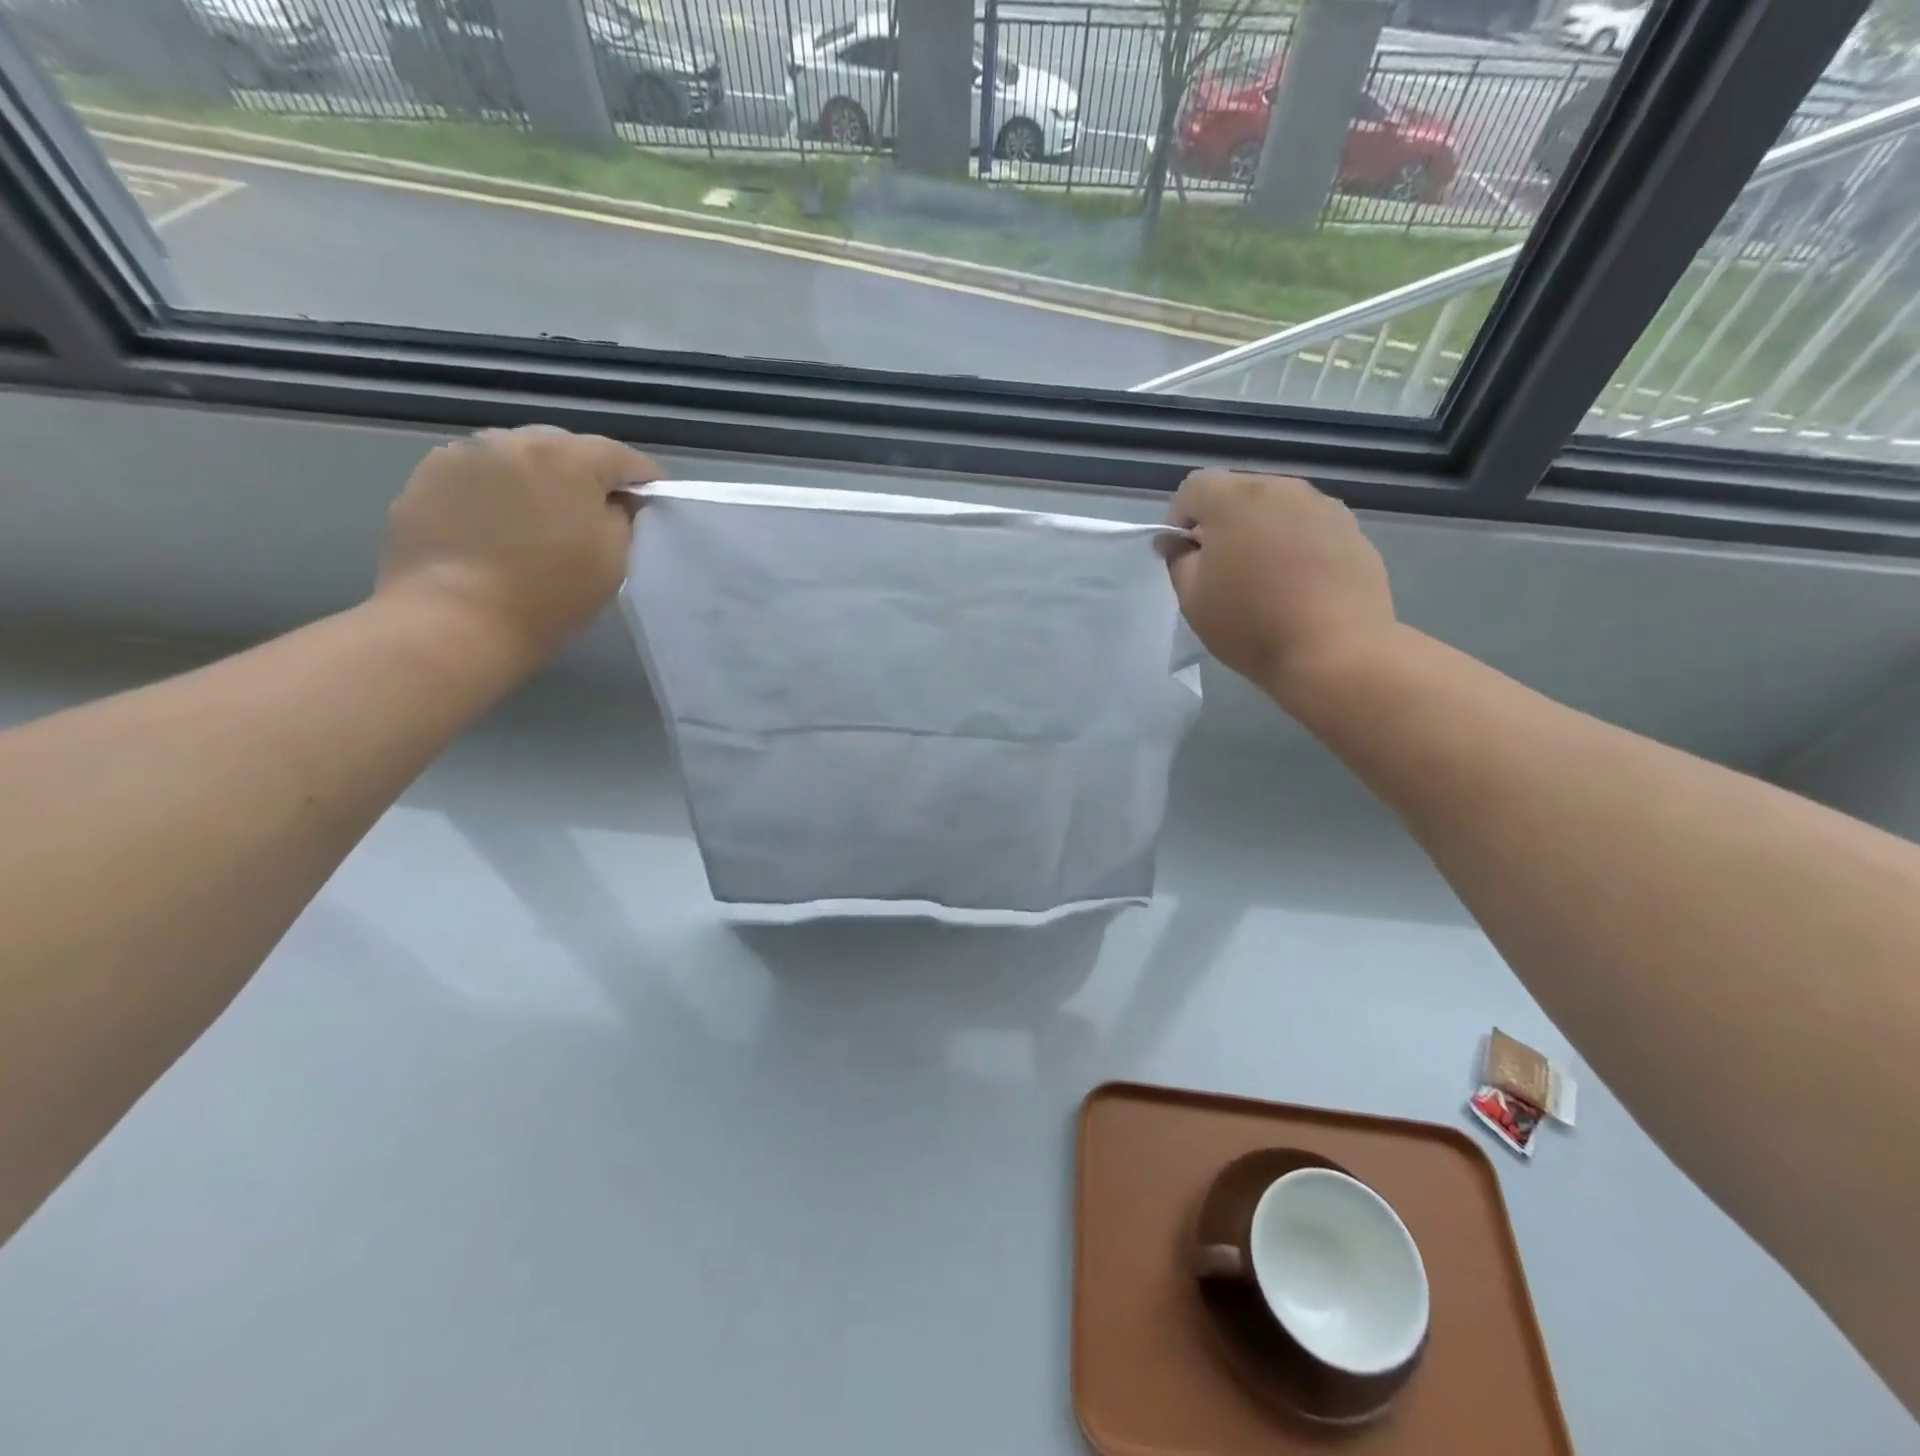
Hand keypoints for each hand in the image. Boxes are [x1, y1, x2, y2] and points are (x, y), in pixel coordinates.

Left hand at [376, 426, 660, 663]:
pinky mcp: (426, 478)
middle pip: (564, 448)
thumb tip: (617, 500)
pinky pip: (477, 476)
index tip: (653, 500)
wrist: (454, 619)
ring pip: (516, 457)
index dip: (644, 479)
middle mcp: (512, 441)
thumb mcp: (613, 558)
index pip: (621, 457)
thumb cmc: (550, 593)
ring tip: (541, 517)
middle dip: (585, 474)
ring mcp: (461, 455)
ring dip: (536, 479)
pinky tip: (497, 528)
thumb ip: (623, 516)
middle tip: (596, 510)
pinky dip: (495, 493)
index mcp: (567, 458)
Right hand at [1165, 470, 1396, 706]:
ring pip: (1275, 508)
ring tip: (1261, 578)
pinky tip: (1297, 585)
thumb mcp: (1192, 598)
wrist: (1336, 651)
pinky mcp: (1352, 530)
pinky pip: (1308, 527)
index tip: (1180, 554)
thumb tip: (1180, 541)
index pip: (1194, 487)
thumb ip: (1178, 559)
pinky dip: (1294, 545)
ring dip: (1259, 532)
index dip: (1179, 518)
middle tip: (1218, 569)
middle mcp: (1282, 489)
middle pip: (1237, 492)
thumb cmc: (1251, 625)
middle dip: (1220, 522)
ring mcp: (1323, 507)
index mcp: (1235, 500)